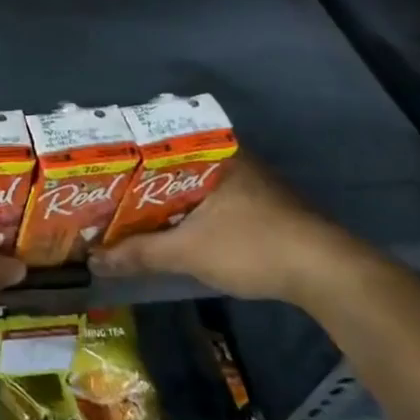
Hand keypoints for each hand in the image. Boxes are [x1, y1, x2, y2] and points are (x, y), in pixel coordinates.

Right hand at [88, 157, 365, 302]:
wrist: (326, 274)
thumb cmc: (251, 246)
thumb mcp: (186, 252)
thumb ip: (138, 254)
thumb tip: (93, 261)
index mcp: (214, 155)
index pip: (158, 144)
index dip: (125, 158)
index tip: (98, 170)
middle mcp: (232, 161)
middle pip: (172, 167)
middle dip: (140, 184)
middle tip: (104, 195)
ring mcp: (250, 184)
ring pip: (192, 187)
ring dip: (163, 202)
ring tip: (126, 213)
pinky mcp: (261, 209)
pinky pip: (209, 202)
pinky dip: (186, 214)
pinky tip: (167, 229)